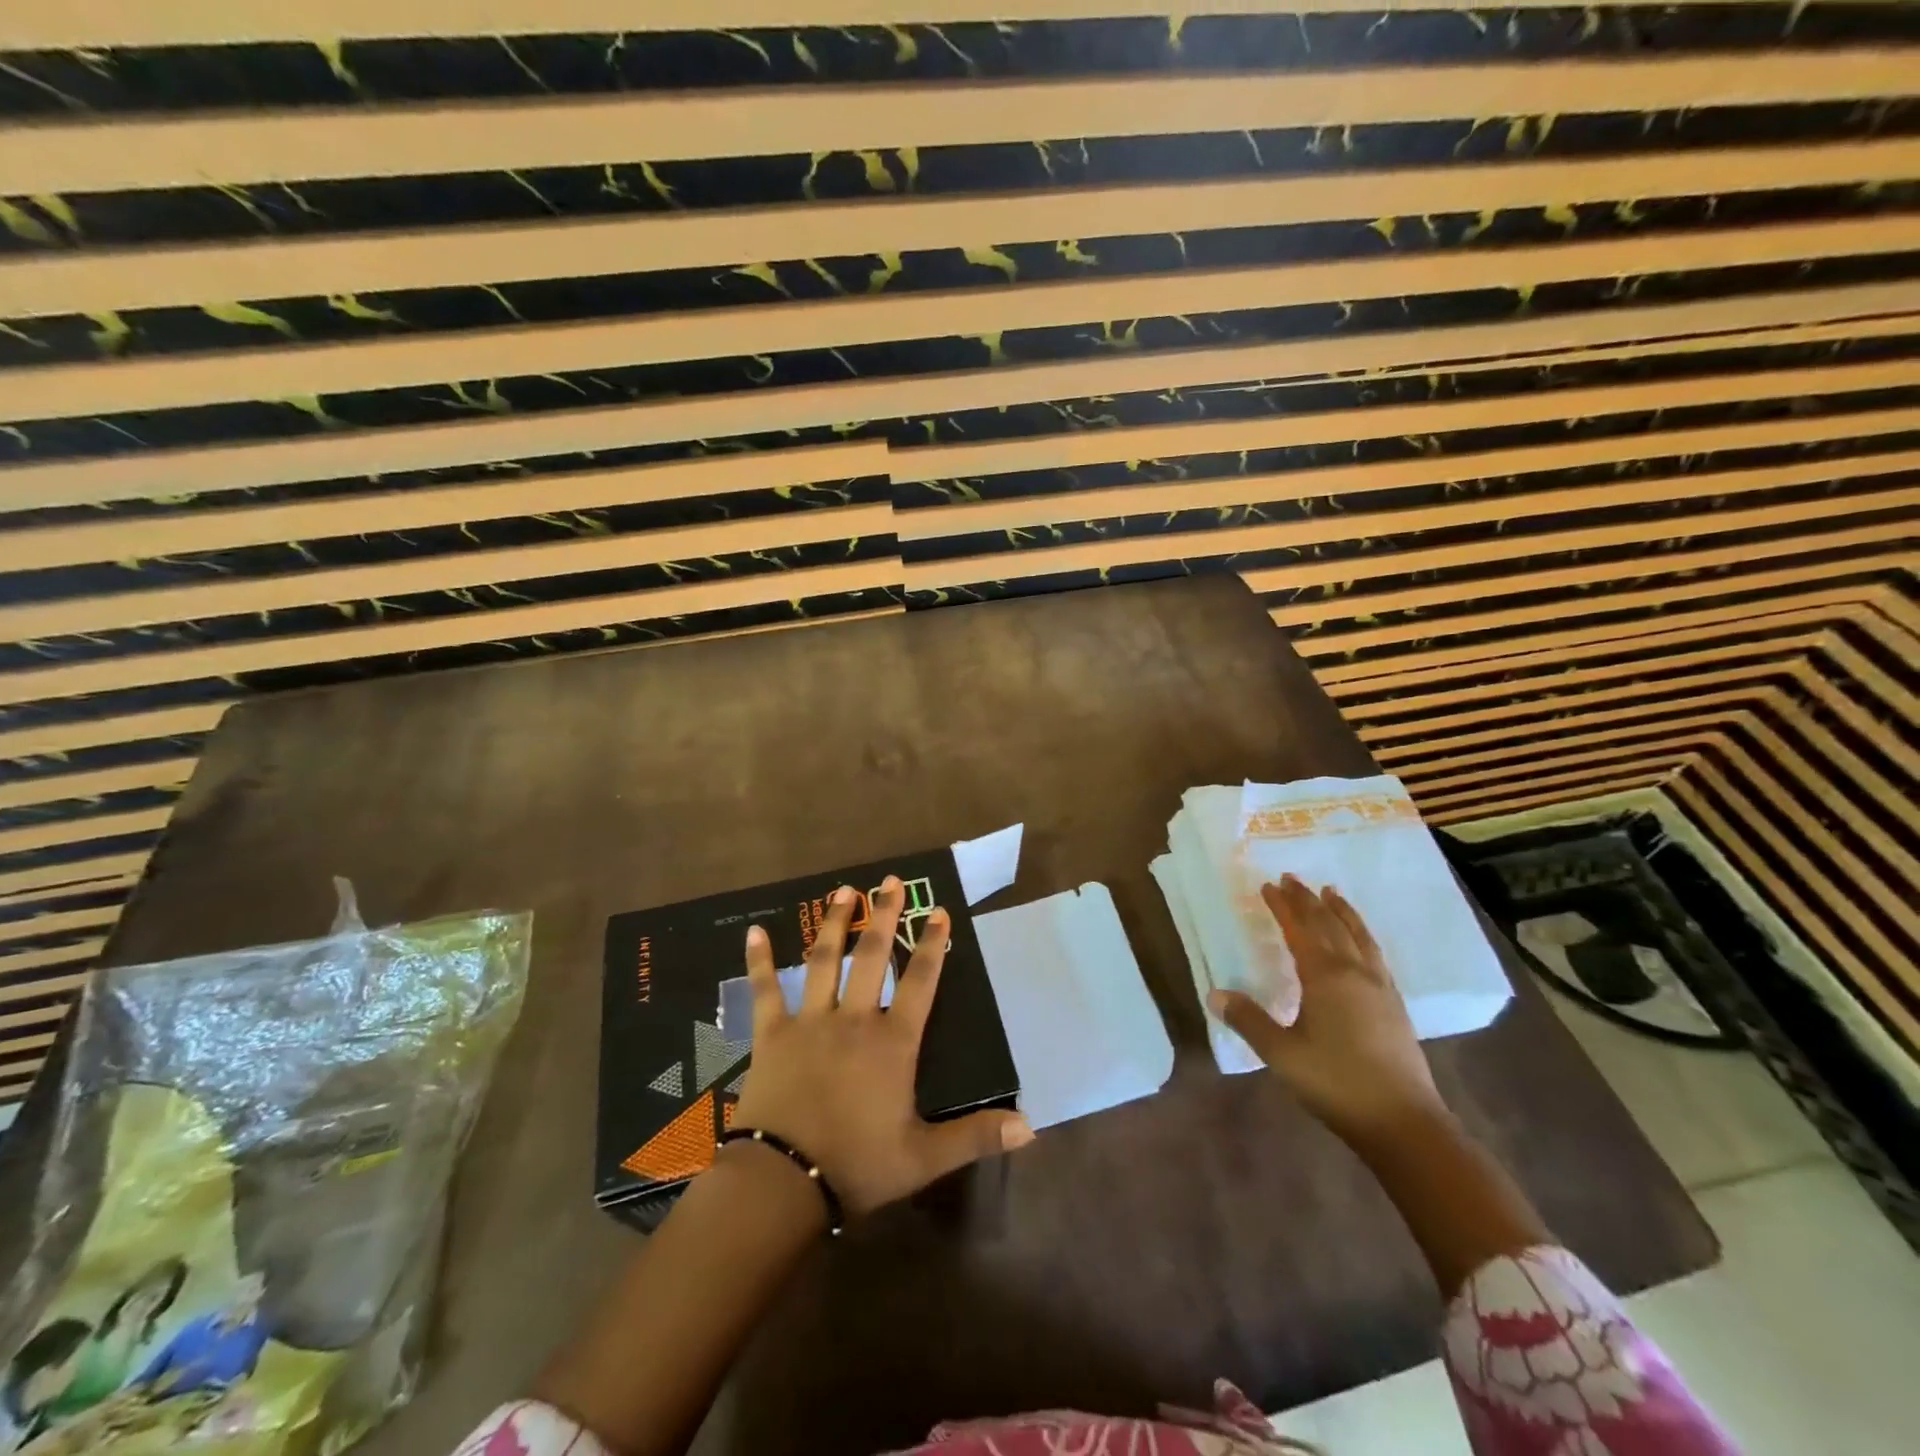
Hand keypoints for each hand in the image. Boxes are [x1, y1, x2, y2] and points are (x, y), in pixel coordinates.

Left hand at [731, 876, 1032, 1217]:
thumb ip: (976, 1136)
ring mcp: (810, 1021)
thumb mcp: (924, 1158)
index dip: (931, 944)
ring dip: (834, 922)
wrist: (782, 1183)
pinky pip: (765, 989)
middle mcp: (854, 1019)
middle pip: (872, 956)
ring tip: (844, 890)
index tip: (938, 911)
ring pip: (823, 960)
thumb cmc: (857, 1166)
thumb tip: (1030, 1127)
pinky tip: (754, 930)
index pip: (920, 981)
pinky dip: (759, 960)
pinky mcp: (772, 1034)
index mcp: (892, 1042)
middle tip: (891, 881)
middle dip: (883, 916)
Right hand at [1210, 874, 1444, 1145]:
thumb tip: (1215, 994)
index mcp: (1325, 977)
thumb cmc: (1336, 1082)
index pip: (1299, 930)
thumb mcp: (1282, 1054)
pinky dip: (1362, 934)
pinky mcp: (1395, 1005)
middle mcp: (1354, 972)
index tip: (1268, 886)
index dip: (1282, 907)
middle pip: (1330, 925)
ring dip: (1342, 911)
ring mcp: (1379, 987)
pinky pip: (1374, 954)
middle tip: (1292, 879)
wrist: (1404, 1123)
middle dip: (1308, 900)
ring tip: (1332, 893)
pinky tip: (1361, 942)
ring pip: (1358, 936)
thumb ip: (1249, 1020)